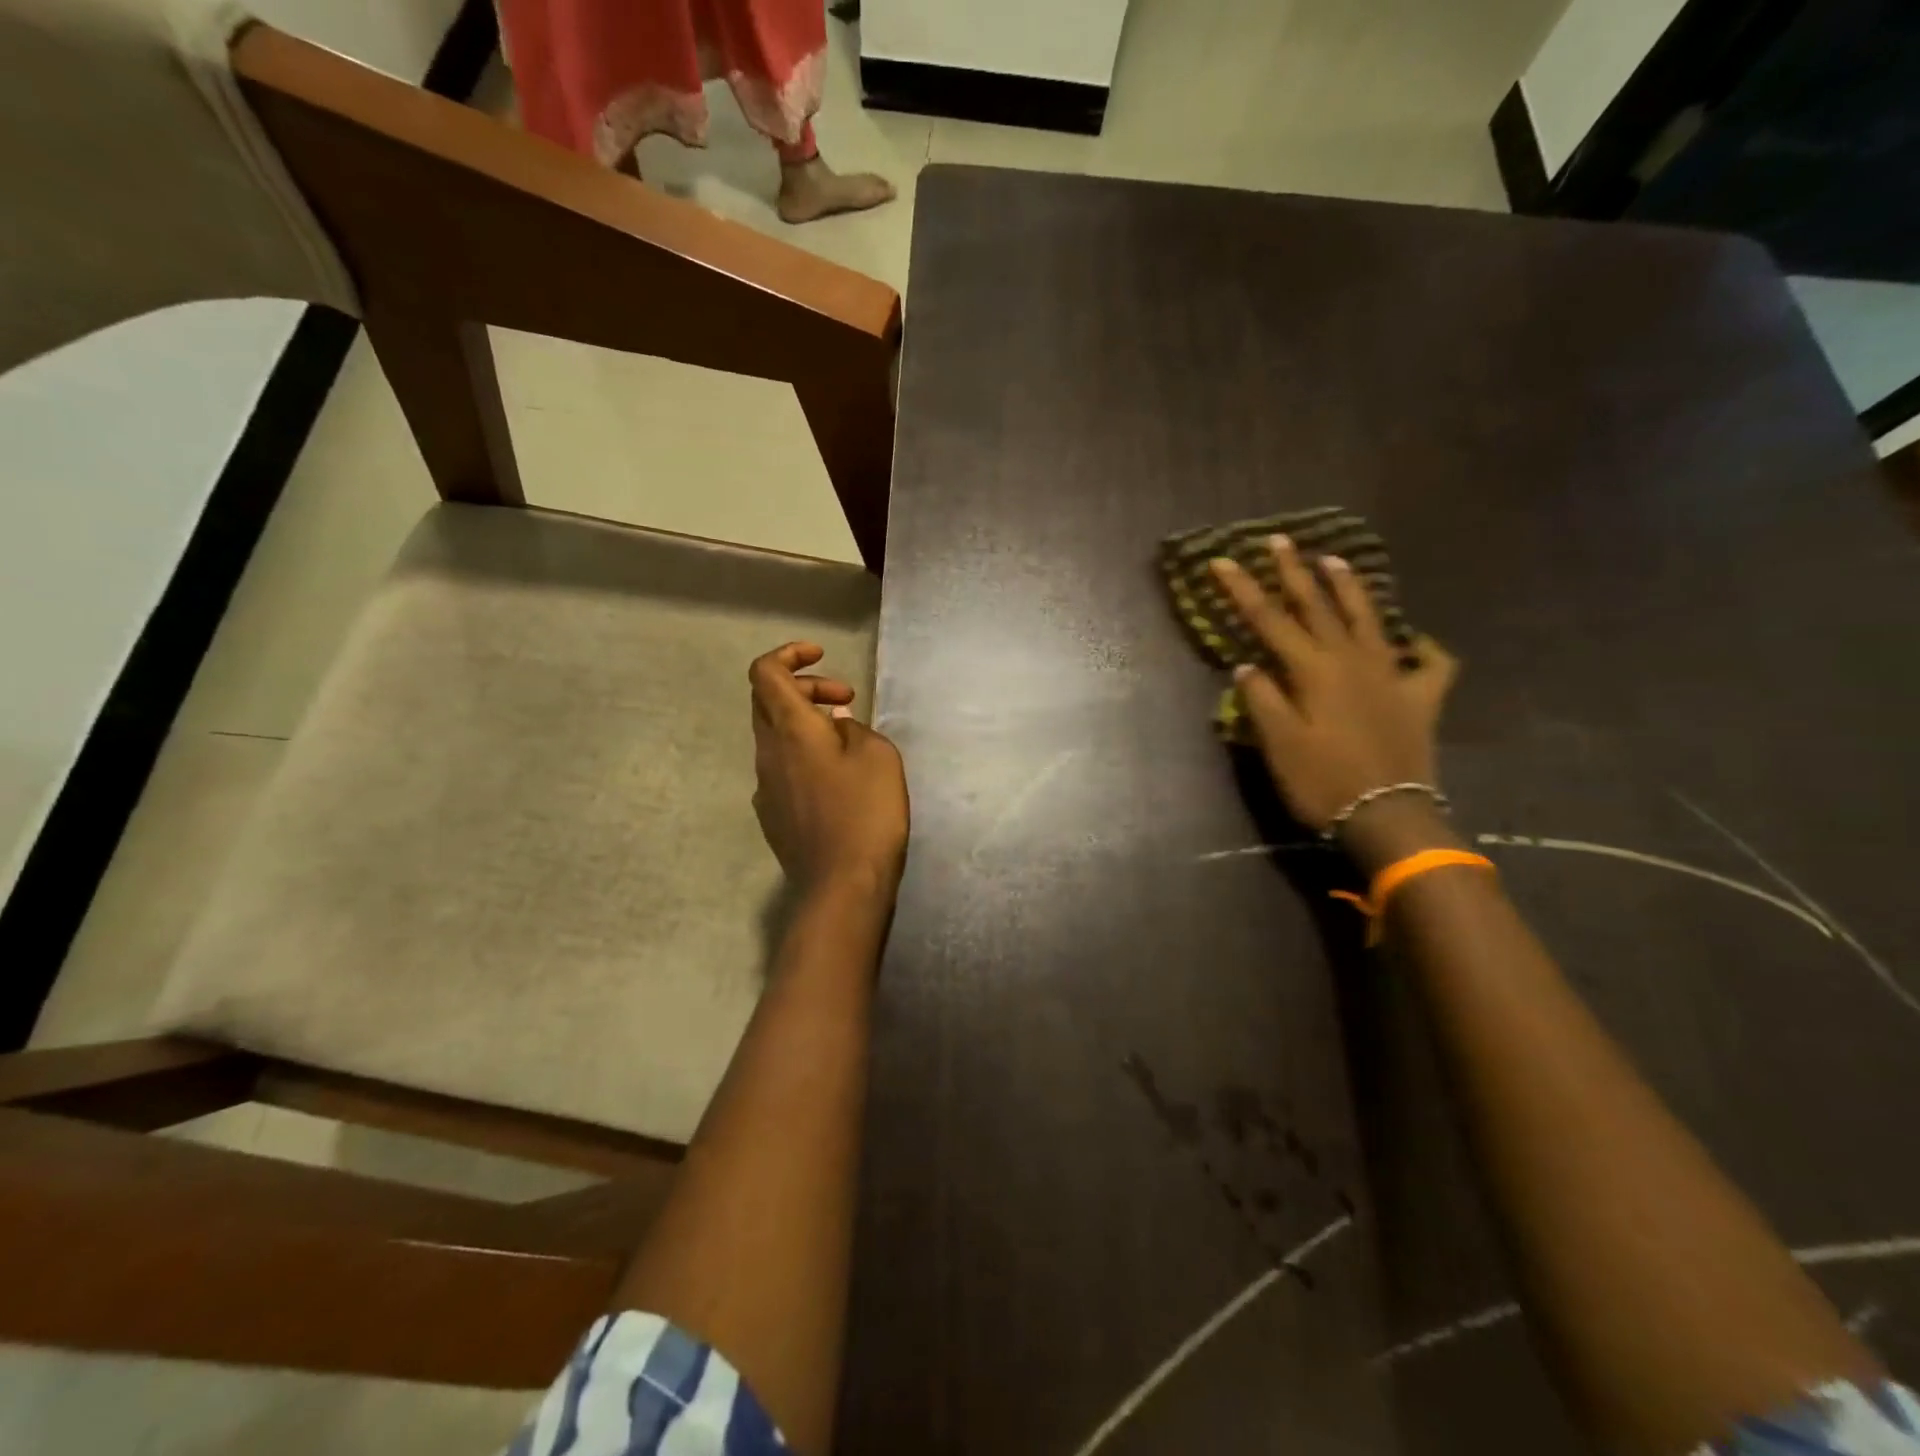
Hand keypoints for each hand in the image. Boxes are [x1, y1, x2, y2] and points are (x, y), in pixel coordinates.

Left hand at [749, 642, 908, 898]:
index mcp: (789, 729)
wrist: (843, 886)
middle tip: (847, 700)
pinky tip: (837, 779)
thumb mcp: (877, 755)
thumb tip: (836, 728)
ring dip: (806, 724)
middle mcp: (767, 753)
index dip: (789, 654)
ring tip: (848, 738)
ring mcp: (765, 787)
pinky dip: (804, 756)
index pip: (765, 672)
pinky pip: (783, 768)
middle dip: (806, 688)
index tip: (823, 656)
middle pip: (768, 701)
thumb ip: (853, 729)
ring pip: (775, 736)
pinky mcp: (773, 815)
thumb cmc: (866, 812)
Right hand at [1210, 535, 1456, 838]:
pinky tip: (1415, 642)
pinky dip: (1422, 649)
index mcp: (1314, 670)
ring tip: (1336, 560)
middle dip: (1295, 571)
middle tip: (1280, 540)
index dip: (1244, 589)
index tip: (1222, 561)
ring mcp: (1391, 676)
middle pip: (1318, 607)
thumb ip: (1262, 700)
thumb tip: (1247, 666)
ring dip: (1350, 588)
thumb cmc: (1323, 782)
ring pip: (1369, 620)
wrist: (1388, 818)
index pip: (1270, 620)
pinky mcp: (1420, 699)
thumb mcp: (1279, 744)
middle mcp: (1353, 661)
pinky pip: (1429, 664)